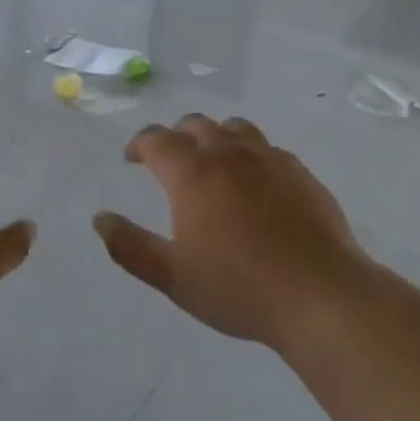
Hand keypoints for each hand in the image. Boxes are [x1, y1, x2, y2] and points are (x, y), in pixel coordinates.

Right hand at [95, 114, 367, 349]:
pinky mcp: (299, 171)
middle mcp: (228, 153)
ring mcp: (268, 158)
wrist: (320, 295)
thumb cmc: (239, 288)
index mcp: (192, 173)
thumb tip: (99, 219)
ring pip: (234, 127)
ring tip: (212, 162)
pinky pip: (267, 147)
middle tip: (169, 161)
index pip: (156, 139)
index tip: (132, 158)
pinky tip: (255, 181)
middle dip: (175, 137)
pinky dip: (250, 154)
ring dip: (214, 137)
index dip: (139, 144)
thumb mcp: (173, 277)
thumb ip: (130, 246)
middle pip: (195, 125)